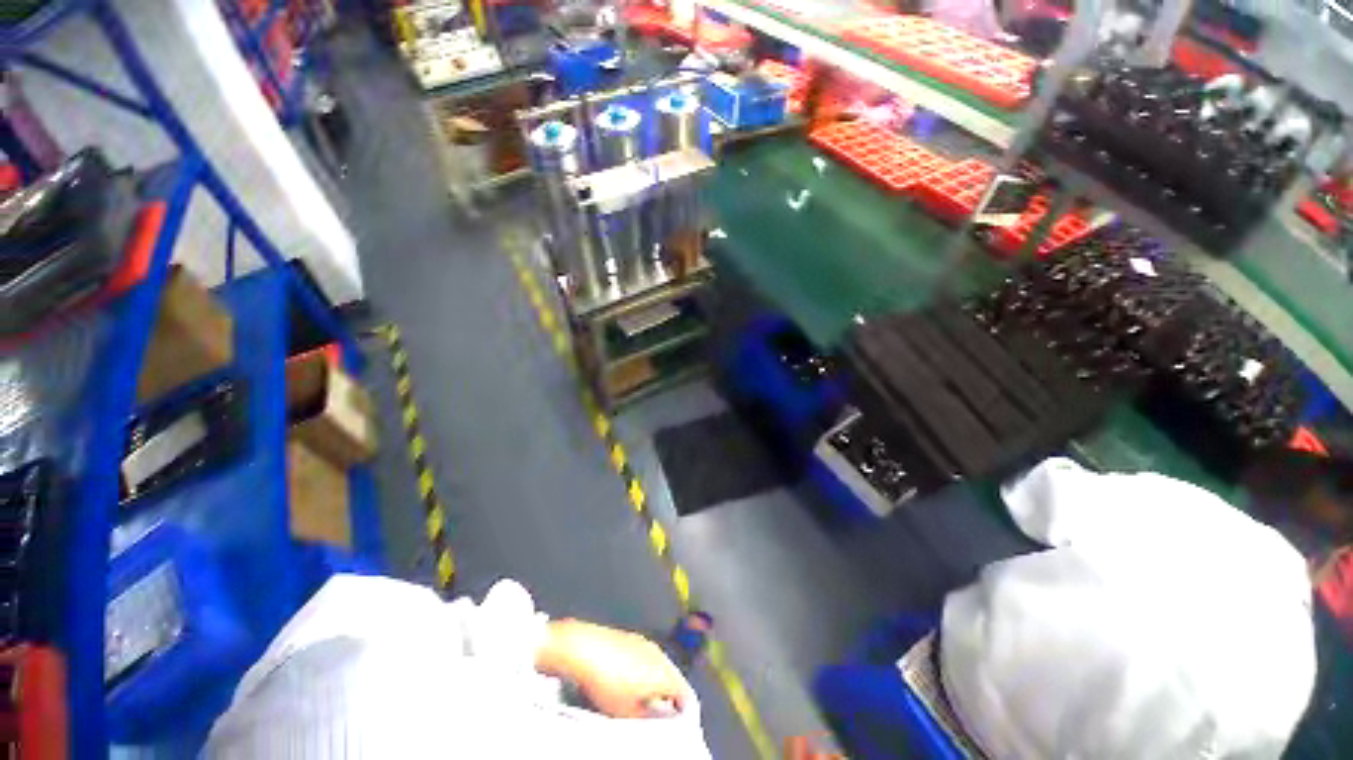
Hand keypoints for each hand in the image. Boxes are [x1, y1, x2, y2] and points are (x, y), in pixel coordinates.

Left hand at [537, 619, 690, 718]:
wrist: (585, 649)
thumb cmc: (607, 681)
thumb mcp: (629, 713)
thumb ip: (651, 717)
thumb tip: (661, 718)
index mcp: (665, 672)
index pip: (684, 693)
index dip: (682, 710)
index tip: (675, 721)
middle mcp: (659, 654)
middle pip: (672, 677)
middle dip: (667, 695)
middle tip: (658, 712)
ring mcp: (644, 643)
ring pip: (657, 665)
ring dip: (653, 681)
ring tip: (639, 698)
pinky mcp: (630, 637)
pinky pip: (643, 656)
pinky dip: (641, 668)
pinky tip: (625, 679)